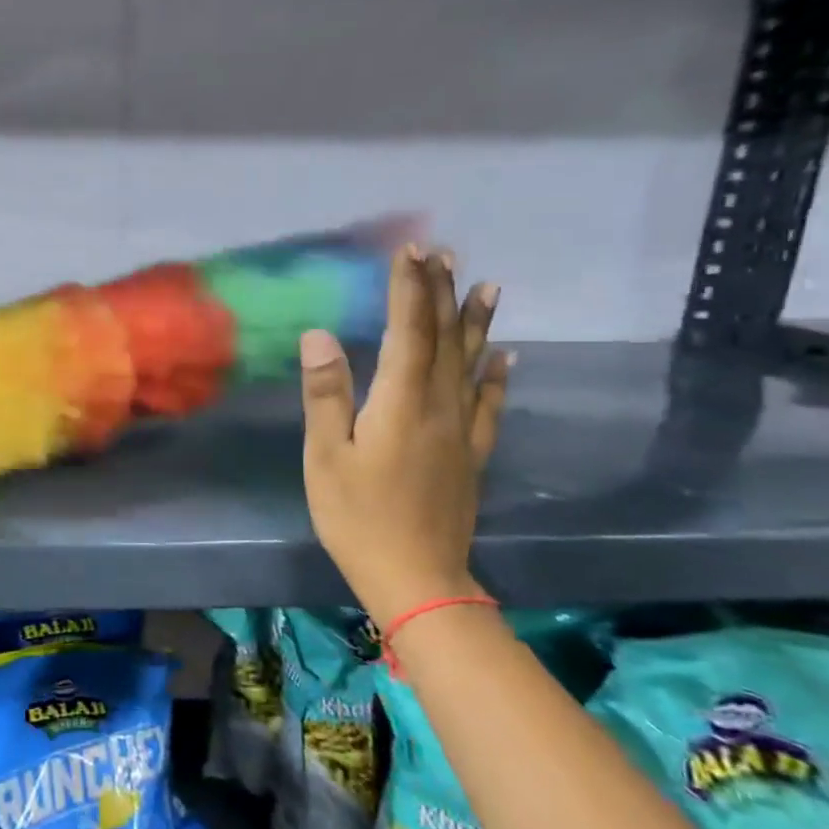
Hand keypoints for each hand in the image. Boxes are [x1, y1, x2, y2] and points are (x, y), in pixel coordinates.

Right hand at [300, 246, 509, 624]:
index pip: (408, 332)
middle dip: (441, 293)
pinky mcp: (472, 455)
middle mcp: (439, 407)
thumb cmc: (357, 516)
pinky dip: (498, 376)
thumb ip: (326, 394)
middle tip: (445, 253)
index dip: (410, 290)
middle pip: (444, 340)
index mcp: (401, 403)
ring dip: (477, 322)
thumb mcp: (326, 457)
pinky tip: (508, 356)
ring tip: (487, 285)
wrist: (416, 576)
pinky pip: (490, 405)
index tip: (411, 251)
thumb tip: (320, 335)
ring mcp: (462, 431)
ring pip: (472, 364)